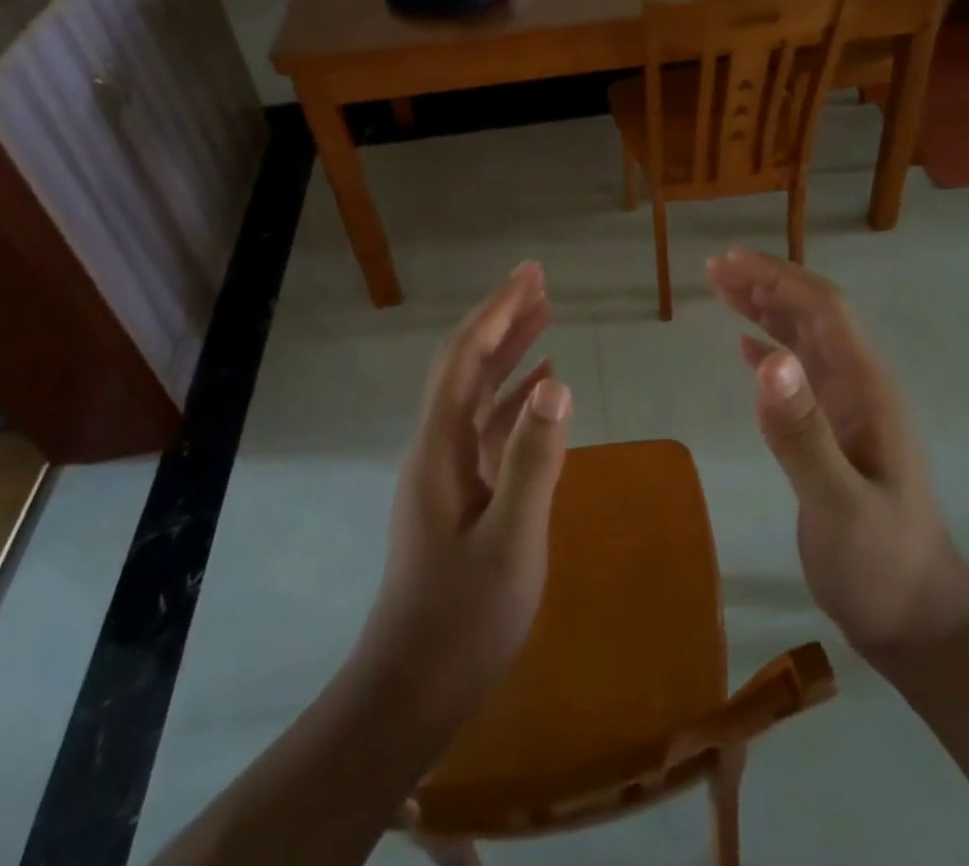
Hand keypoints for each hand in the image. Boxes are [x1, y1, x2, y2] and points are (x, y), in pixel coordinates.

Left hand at [363, 261, 572, 706]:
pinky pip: (488, 427)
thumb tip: (557, 382)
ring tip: (544, 315)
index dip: (497, 311)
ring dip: (509, 350)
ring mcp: (447, 471)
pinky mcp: (461, 493)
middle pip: (467, 364)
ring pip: (478, 392)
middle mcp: (437, 446)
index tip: (529, 275)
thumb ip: (534, 459)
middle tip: (538, 280)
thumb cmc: (462, 618)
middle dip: (501, 317)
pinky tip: (540, 388)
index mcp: (440, 446)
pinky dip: (514, 397)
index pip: (466, 357)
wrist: (411, 691)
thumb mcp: (512, 540)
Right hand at [707, 249, 968, 663]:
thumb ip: (803, 433)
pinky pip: (799, 374)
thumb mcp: (840, 505)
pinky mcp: (834, 432)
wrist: (917, 621)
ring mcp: (848, 410)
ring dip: (766, 309)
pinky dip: (769, 349)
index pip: (825, 311)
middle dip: (767, 283)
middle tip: (714, 267)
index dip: (780, 278)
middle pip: (813, 315)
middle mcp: (860, 388)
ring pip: (804, 340)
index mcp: (868, 389)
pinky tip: (744, 345)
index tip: (732, 261)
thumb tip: (768, 356)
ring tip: (722, 289)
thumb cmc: (881, 566)